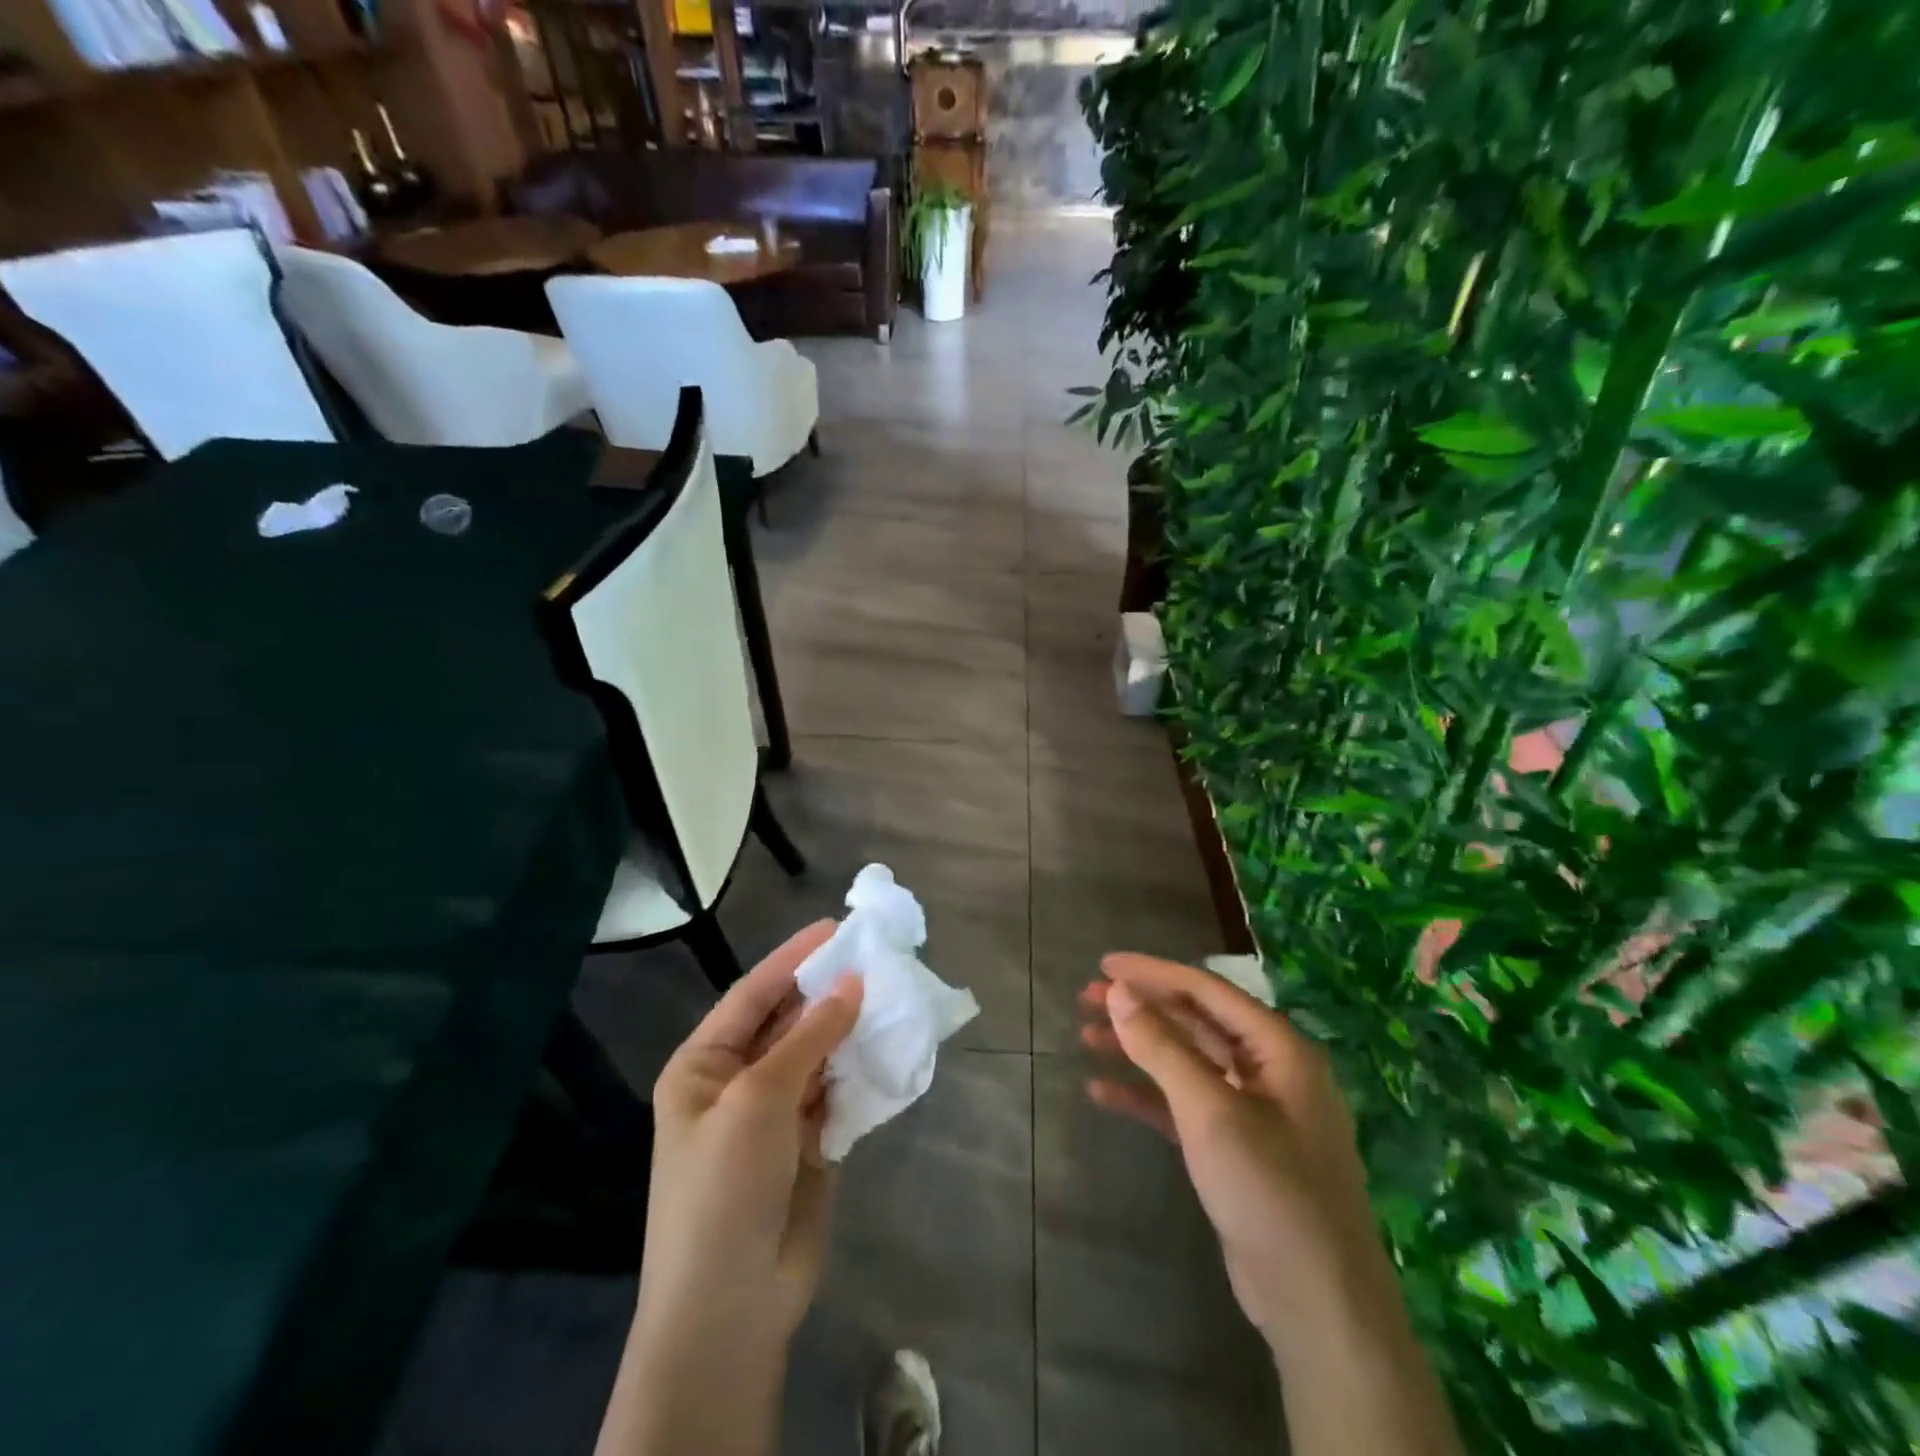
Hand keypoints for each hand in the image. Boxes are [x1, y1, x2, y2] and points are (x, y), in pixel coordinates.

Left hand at [638, 920, 862, 1353]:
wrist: (729, 1306)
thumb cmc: (724, 1185)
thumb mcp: (759, 1098)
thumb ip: (809, 1037)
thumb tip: (852, 982)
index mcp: (704, 1065)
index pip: (753, 994)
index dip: (794, 959)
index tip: (836, 927)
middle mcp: (736, 1082)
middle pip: (787, 1022)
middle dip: (827, 993)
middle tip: (875, 959)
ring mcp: (772, 1115)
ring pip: (816, 1056)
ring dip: (847, 1031)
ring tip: (890, 996)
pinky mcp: (806, 1144)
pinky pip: (835, 1092)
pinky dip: (858, 1072)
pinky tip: (888, 1048)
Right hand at [1079, 953, 1397, 1351]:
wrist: (1318, 1305)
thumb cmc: (1269, 1190)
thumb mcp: (1210, 1111)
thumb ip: (1163, 1046)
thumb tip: (1119, 990)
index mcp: (1278, 1048)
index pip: (1206, 990)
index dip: (1153, 972)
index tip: (1103, 965)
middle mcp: (1269, 1070)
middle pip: (1194, 1022)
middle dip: (1141, 1008)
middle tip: (1086, 997)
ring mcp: (1253, 1111)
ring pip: (1186, 1062)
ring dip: (1138, 1048)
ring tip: (1086, 1035)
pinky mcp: (1234, 1149)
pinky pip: (1183, 1105)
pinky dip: (1146, 1095)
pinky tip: (1103, 1091)